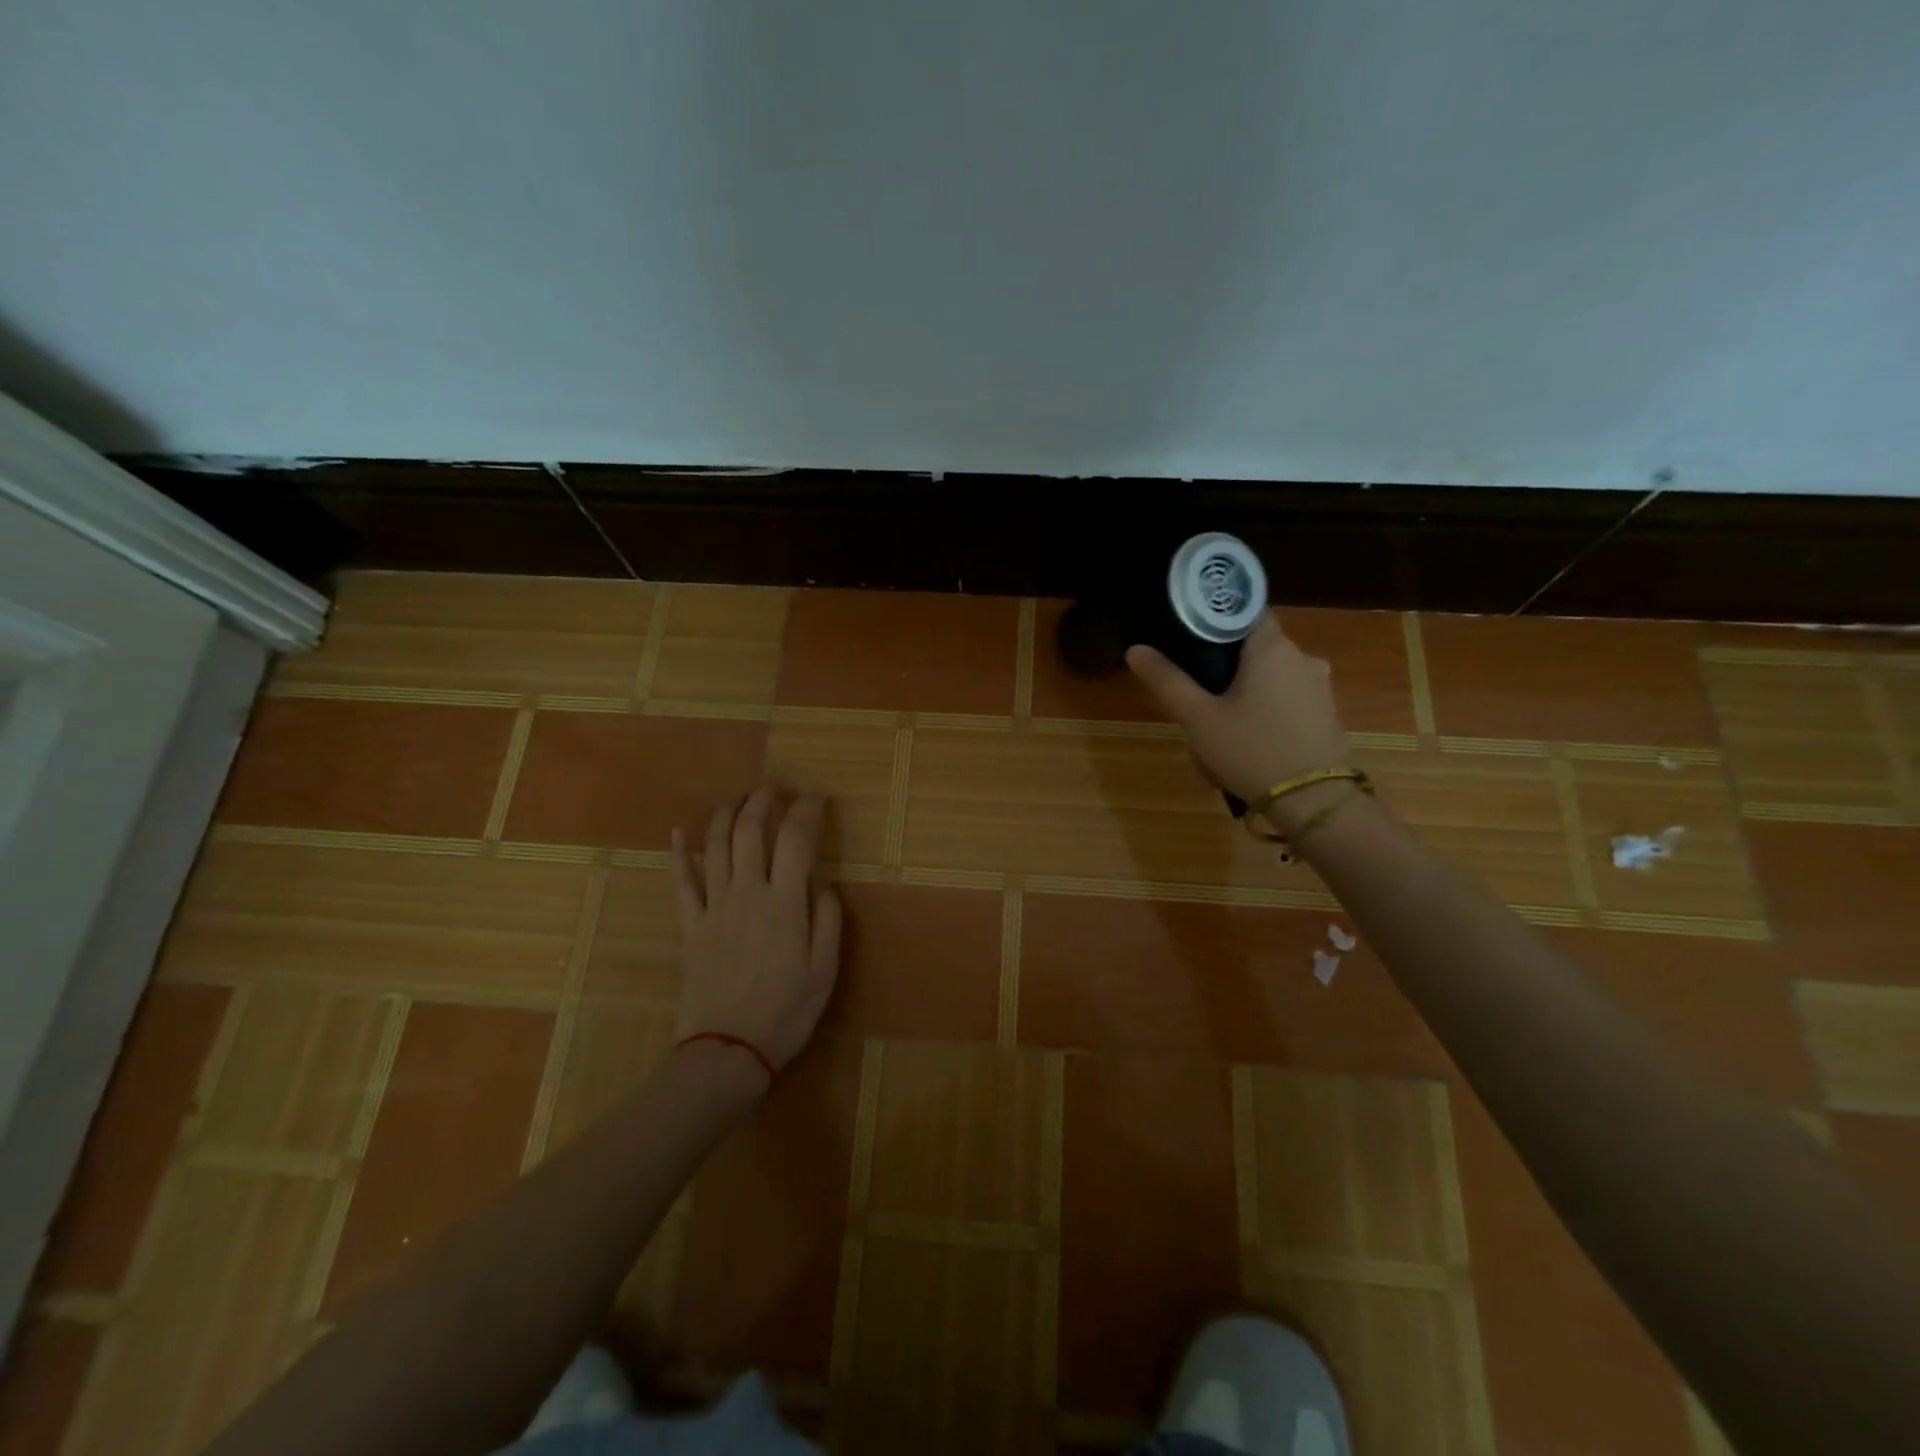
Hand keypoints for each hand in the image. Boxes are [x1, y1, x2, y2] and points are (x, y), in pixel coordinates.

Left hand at [671, 786, 843, 1085]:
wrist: (727, 1050)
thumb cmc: (785, 1012)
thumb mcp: (825, 971)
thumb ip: (828, 921)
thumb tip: (825, 883)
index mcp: (785, 903)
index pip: (795, 840)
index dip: (806, 810)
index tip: (815, 795)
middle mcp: (747, 894)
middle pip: (749, 832)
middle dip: (762, 801)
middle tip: (774, 787)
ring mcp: (714, 908)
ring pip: (714, 847)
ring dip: (725, 815)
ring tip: (737, 798)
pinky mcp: (691, 926)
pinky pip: (681, 883)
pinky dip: (677, 854)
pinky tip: (675, 832)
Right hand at [1126, 612, 1349, 828]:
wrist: (1316, 802)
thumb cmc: (1251, 750)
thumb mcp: (1198, 718)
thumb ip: (1166, 680)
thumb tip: (1135, 649)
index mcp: (1271, 648)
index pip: (1244, 612)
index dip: (1215, 622)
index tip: (1189, 641)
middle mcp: (1302, 658)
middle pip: (1252, 652)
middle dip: (1222, 676)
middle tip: (1195, 707)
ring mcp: (1319, 688)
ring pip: (1267, 682)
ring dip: (1240, 703)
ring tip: (1215, 742)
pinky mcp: (1326, 715)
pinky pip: (1284, 705)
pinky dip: (1262, 719)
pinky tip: (1244, 752)